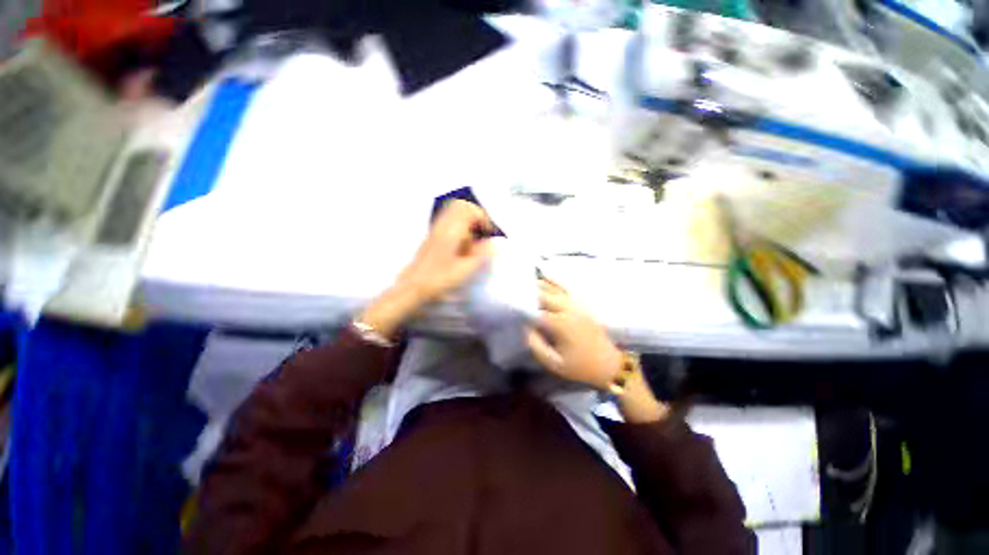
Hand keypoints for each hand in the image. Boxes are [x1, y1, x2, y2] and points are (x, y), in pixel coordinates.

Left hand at [357, 200, 494, 338]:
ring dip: (467, 223)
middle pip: (461, 206)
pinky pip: (448, 223)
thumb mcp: (465, 269)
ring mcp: (435, 230)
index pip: (470, 210)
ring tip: (472, 240)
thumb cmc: (439, 279)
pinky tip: (461, 246)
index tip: (488, 234)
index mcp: (451, 231)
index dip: (483, 219)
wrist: (413, 287)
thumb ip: (481, 254)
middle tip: (481, 232)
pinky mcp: (432, 237)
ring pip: (454, 214)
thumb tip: (493, 244)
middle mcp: (442, 226)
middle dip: (475, 216)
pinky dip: (458, 229)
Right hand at [526, 279, 623, 390]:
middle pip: (545, 295)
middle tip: (517, 290)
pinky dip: (556, 282)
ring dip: (542, 284)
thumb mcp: (554, 363)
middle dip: (530, 292)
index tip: (512, 304)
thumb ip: (537, 346)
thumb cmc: (580, 367)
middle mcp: (568, 310)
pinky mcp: (583, 305)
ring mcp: (577, 306)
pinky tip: (548, 278)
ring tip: (528, 281)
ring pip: (556, 289)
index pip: (537, 311)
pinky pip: (568, 289)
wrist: (609, 365)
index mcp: (560, 324)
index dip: (523, 307)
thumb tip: (526, 328)